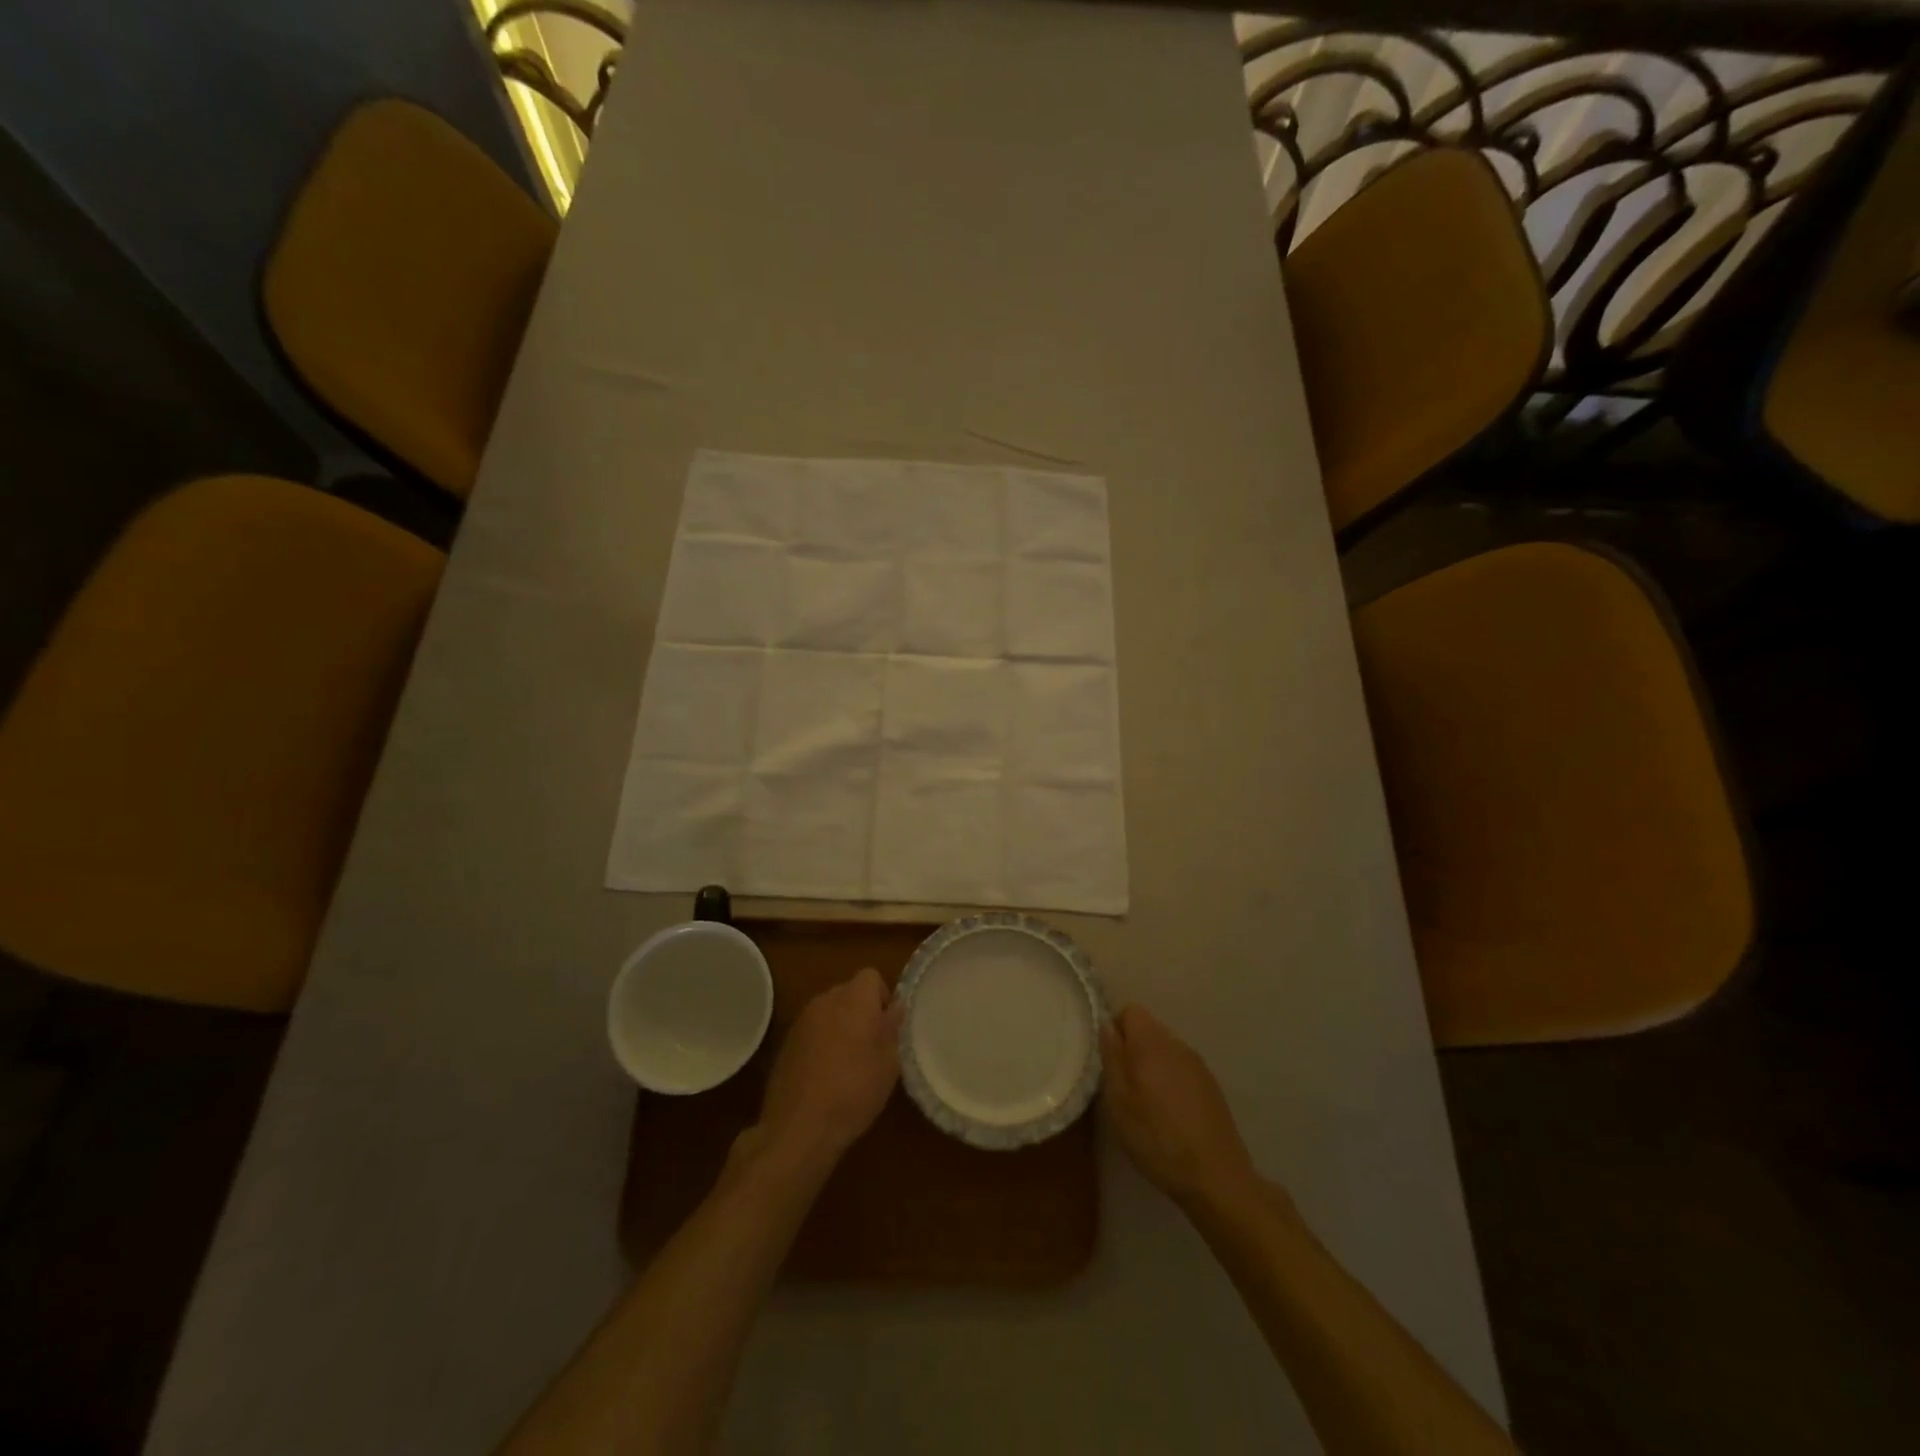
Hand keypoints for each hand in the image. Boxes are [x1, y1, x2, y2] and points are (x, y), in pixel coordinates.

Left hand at [754, 967, 902, 1172]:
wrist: (799, 1126)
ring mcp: (802, 1021)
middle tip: (871, 1045)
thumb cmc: (854, 1091)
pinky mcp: (786, 1042)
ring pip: (829, 1011)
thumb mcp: (889, 1064)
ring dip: (840, 1026)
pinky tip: (825, 1074)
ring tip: (848, 1062)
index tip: (887, 1025)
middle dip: (861, 1010)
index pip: (871, 976)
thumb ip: (894, 1028)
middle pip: (848, 992)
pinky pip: (812, 1030)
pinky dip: (821, 1042)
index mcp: (854, 999)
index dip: (882, 996)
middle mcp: (826, 1000)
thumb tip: (896, 1006)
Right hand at [1102, 1005, 1259, 1211]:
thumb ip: (1112, 1057)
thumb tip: (1106, 1025)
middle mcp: (1177, 1044)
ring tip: (1146, 1102)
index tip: (1109, 1060)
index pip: (1130, 1011)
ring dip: (1151, 1065)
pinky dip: (1170, 1079)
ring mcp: (1197, 1064)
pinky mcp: (1211, 1084)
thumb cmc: (1157, 1138)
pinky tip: (1170, 1113)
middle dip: (1132, 1048)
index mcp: (1151, 1044)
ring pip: (1165, 1049)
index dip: (1115, 1029)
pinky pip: (1181, 1067)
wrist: (1216, 1176)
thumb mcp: (1120, 1101)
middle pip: (1148, 1028)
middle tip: (1123, 1085)